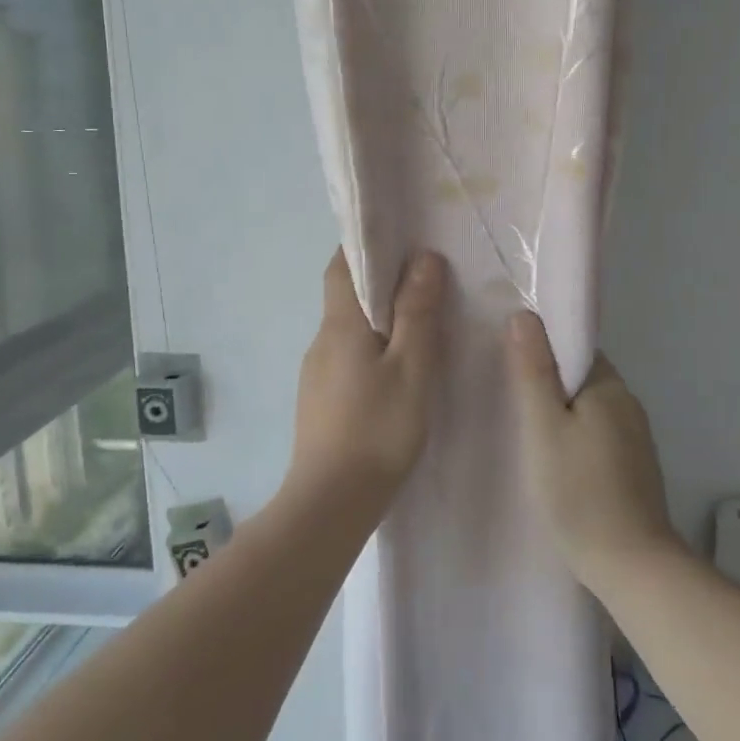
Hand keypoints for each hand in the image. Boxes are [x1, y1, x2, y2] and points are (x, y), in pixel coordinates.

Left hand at [290, 248, 448, 511]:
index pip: (340, 267)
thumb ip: (418, 312)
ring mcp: (316, 375)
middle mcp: (321, 342)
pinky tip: (395, 374)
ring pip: (348, 332)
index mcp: (340, 325)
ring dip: (376, 320)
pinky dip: (370, 351)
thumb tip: (423, 258)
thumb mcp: (411, 367)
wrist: (330, 502)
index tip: (395, 238)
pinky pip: (347, 359)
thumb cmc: (377, 429)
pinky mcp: (320, 402)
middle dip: (378, 283)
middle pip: (345, 297)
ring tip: (417, 327)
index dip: (362, 247)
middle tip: (421, 280)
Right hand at [506, 311, 682, 592]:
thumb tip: (525, 314)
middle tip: (506, 396)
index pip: (574, 348)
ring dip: (560, 413)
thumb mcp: (544, 427)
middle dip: (547, 382)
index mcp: (609, 386)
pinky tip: (553, 460)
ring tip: (523, 429)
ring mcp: (635, 438)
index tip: (508, 360)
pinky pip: (597, 435)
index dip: (542, 349)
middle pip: (580, 378)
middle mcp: (628, 404)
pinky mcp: (633, 468)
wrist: (631, 566)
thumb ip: (533, 371)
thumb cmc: (579, 491)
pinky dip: (574, 438)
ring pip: (588, 409)